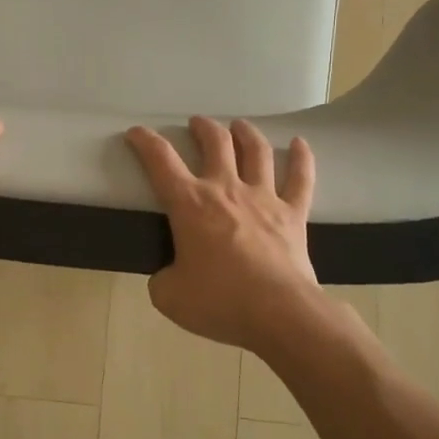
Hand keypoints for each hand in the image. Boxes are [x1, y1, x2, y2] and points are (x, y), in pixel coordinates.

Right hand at [125, 117, 319, 349]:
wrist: (279, 314)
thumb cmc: (219, 301)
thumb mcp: (169, 295)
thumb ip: (162, 278)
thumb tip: (169, 274)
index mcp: (189, 203)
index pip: (160, 160)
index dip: (145, 141)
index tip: (136, 132)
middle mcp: (225, 189)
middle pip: (215, 143)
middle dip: (203, 128)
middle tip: (196, 124)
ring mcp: (263, 198)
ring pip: (256, 151)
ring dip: (245, 133)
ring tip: (238, 125)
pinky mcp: (293, 214)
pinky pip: (301, 179)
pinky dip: (302, 158)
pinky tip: (301, 144)